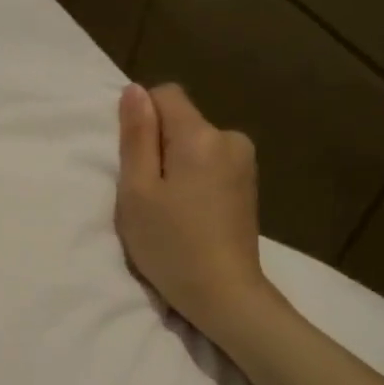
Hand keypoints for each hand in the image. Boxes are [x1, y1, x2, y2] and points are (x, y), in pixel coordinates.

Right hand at [115, 83, 272, 333]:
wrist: (224, 294)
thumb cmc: (171, 243)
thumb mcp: (137, 190)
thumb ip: (136, 136)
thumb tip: (135, 90)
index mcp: (201, 135)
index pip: (165, 94)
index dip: (142, 119)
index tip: (134, 160)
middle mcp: (230, 138)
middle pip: (182, 121)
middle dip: (159, 146)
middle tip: (147, 193)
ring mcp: (244, 163)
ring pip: (195, 144)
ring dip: (176, 165)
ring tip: (169, 208)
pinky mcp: (249, 185)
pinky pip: (210, 163)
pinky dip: (194, 179)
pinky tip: (190, 213)